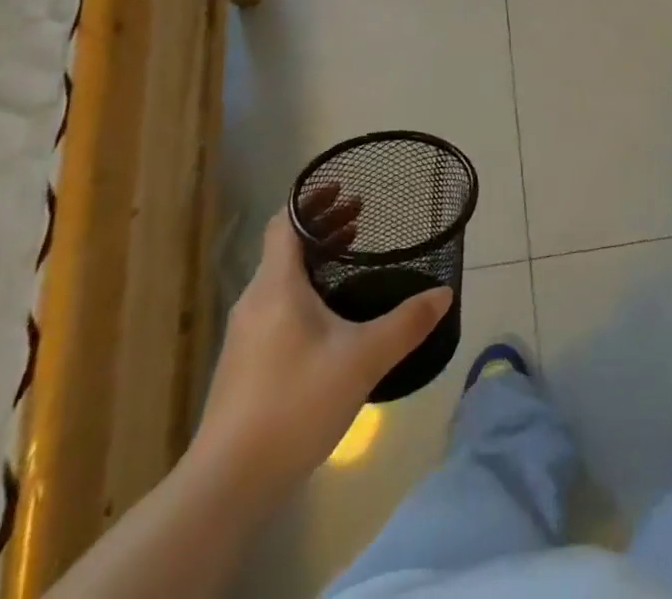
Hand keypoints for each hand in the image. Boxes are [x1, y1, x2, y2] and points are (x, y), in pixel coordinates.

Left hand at [190, 190, 451, 503]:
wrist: (227, 483)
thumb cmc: (295, 403)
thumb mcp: (362, 359)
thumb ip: (406, 323)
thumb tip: (444, 293)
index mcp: (276, 285)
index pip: (286, 222)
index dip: (312, 199)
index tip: (345, 189)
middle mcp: (255, 300)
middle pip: (285, 246)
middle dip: (322, 225)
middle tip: (360, 215)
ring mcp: (245, 334)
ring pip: (281, 277)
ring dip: (315, 258)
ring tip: (350, 256)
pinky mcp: (245, 363)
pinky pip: (276, 304)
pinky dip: (304, 289)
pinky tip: (330, 315)